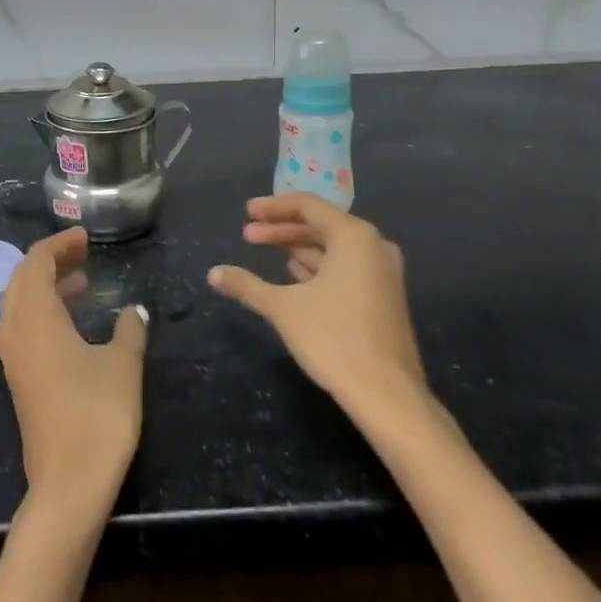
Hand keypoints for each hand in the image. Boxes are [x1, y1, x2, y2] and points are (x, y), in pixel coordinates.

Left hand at [0, 227, 148, 513]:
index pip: (36, 261)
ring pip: (20, 302)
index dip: (59, 244)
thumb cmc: (97, 414)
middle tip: (84, 253)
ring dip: (47, 285)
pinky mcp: (18, 377)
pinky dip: (44, 310)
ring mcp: (12, 356)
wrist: (68, 483)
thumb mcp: (123, 364)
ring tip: (82, 280)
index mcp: (35, 316)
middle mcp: (15, 329)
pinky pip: (23, 325)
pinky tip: (72, 320)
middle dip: (51, 260)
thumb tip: (135, 310)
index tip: (86, 238)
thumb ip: (130, 330)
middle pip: (23, 278)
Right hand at [207, 194, 424, 404]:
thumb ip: (247, 285)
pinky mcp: (384, 296)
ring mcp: (383, 272)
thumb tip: (213, 273)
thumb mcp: (282, 308)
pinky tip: (294, 273)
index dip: (273, 207)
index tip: (246, 212)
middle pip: (321, 224)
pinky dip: (318, 264)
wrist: (387, 395)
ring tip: (265, 250)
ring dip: (298, 246)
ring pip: (333, 246)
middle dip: (282, 228)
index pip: (308, 206)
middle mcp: (373, 246)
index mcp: (353, 237)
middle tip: (248, 235)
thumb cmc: (333, 339)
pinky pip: (346, 265)